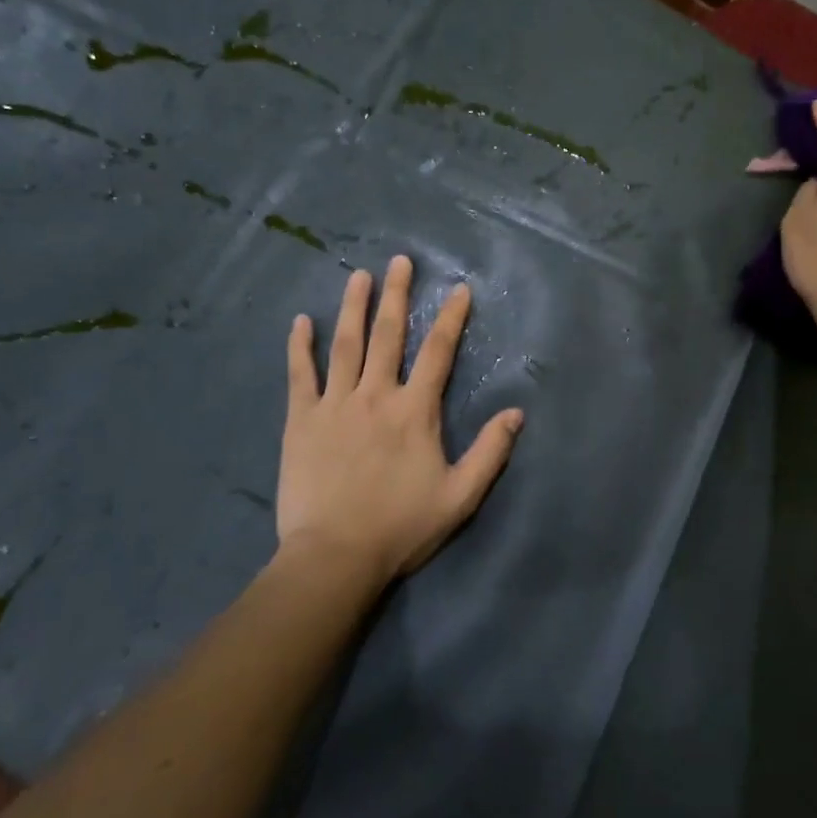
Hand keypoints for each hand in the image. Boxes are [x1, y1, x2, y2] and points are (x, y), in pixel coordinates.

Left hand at [277, 256, 523, 586]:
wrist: (335, 556)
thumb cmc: (401, 527)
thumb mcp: (460, 496)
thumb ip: (490, 452)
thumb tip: (516, 413)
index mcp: (415, 411)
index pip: (438, 353)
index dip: (451, 318)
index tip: (459, 289)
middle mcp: (376, 395)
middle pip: (389, 335)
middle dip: (398, 295)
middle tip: (401, 261)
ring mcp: (335, 404)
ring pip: (346, 345)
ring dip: (353, 308)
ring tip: (359, 276)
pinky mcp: (301, 420)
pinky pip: (300, 374)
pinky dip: (300, 346)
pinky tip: (301, 321)